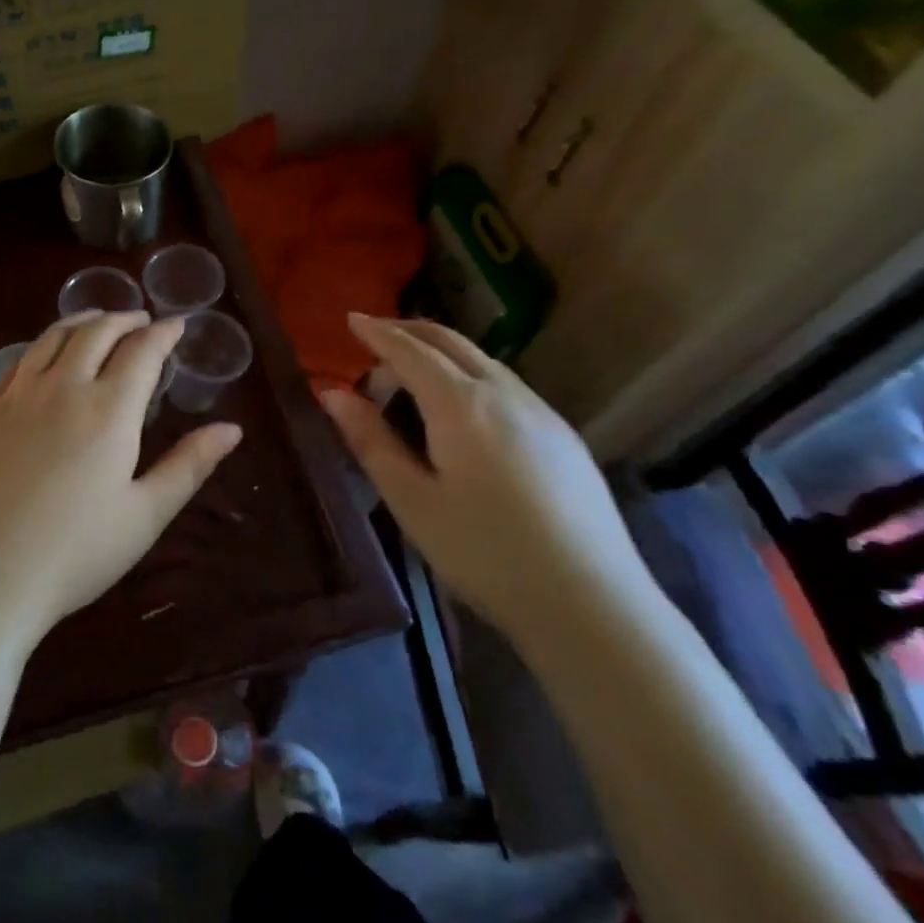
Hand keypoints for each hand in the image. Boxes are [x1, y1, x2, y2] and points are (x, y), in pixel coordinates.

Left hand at [0, 312, 242, 657]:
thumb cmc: (72, 555)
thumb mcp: (144, 516)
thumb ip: (189, 466)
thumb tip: (232, 429)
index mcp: (109, 410)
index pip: (142, 351)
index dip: (164, 333)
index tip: (178, 324)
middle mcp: (62, 388)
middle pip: (96, 332)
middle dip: (124, 319)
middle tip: (141, 320)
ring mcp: (16, 396)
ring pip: (52, 338)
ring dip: (82, 322)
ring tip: (97, 321)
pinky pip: (18, 362)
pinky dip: (42, 346)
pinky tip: (45, 358)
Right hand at [319, 314, 655, 644]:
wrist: (591, 602)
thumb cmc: (485, 553)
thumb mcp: (412, 501)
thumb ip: (371, 441)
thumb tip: (332, 393)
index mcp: (461, 404)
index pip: (411, 351)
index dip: (378, 333)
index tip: (351, 319)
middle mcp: (504, 393)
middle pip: (451, 342)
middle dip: (409, 331)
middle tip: (376, 334)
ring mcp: (541, 412)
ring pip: (483, 361)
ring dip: (441, 354)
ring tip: (411, 375)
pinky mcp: (564, 436)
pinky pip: (506, 385)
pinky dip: (470, 375)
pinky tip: (464, 410)